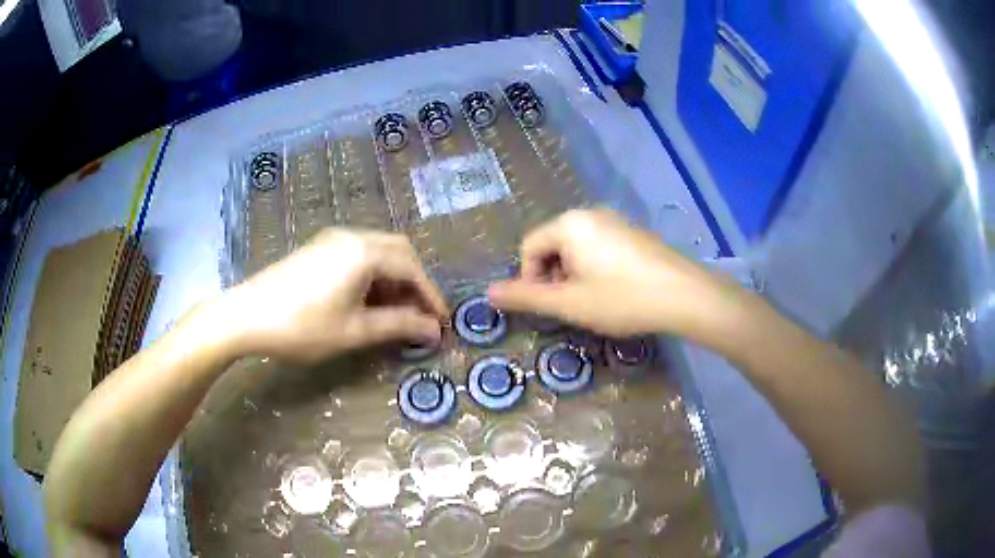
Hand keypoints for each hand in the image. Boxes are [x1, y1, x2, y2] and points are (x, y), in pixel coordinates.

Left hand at [222, 228, 447, 364]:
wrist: (246, 315)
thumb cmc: (303, 326)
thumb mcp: (354, 330)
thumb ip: (398, 326)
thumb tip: (433, 330)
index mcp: (364, 251)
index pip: (411, 268)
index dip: (430, 296)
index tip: (442, 323)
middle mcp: (352, 236)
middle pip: (398, 251)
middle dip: (414, 282)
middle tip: (420, 314)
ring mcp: (332, 239)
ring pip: (377, 251)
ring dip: (393, 278)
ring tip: (395, 312)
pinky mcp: (318, 248)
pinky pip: (357, 254)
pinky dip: (372, 274)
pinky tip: (366, 300)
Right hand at [488, 209, 740, 339]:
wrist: (684, 296)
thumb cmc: (622, 299)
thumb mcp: (569, 303)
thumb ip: (526, 296)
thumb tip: (488, 292)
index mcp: (569, 224)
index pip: (529, 247)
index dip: (530, 279)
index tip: (550, 305)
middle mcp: (590, 214)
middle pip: (552, 245)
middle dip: (553, 276)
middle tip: (572, 305)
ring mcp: (615, 221)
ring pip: (577, 248)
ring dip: (573, 275)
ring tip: (594, 301)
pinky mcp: (634, 233)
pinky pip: (600, 247)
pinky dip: (595, 269)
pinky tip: (615, 290)